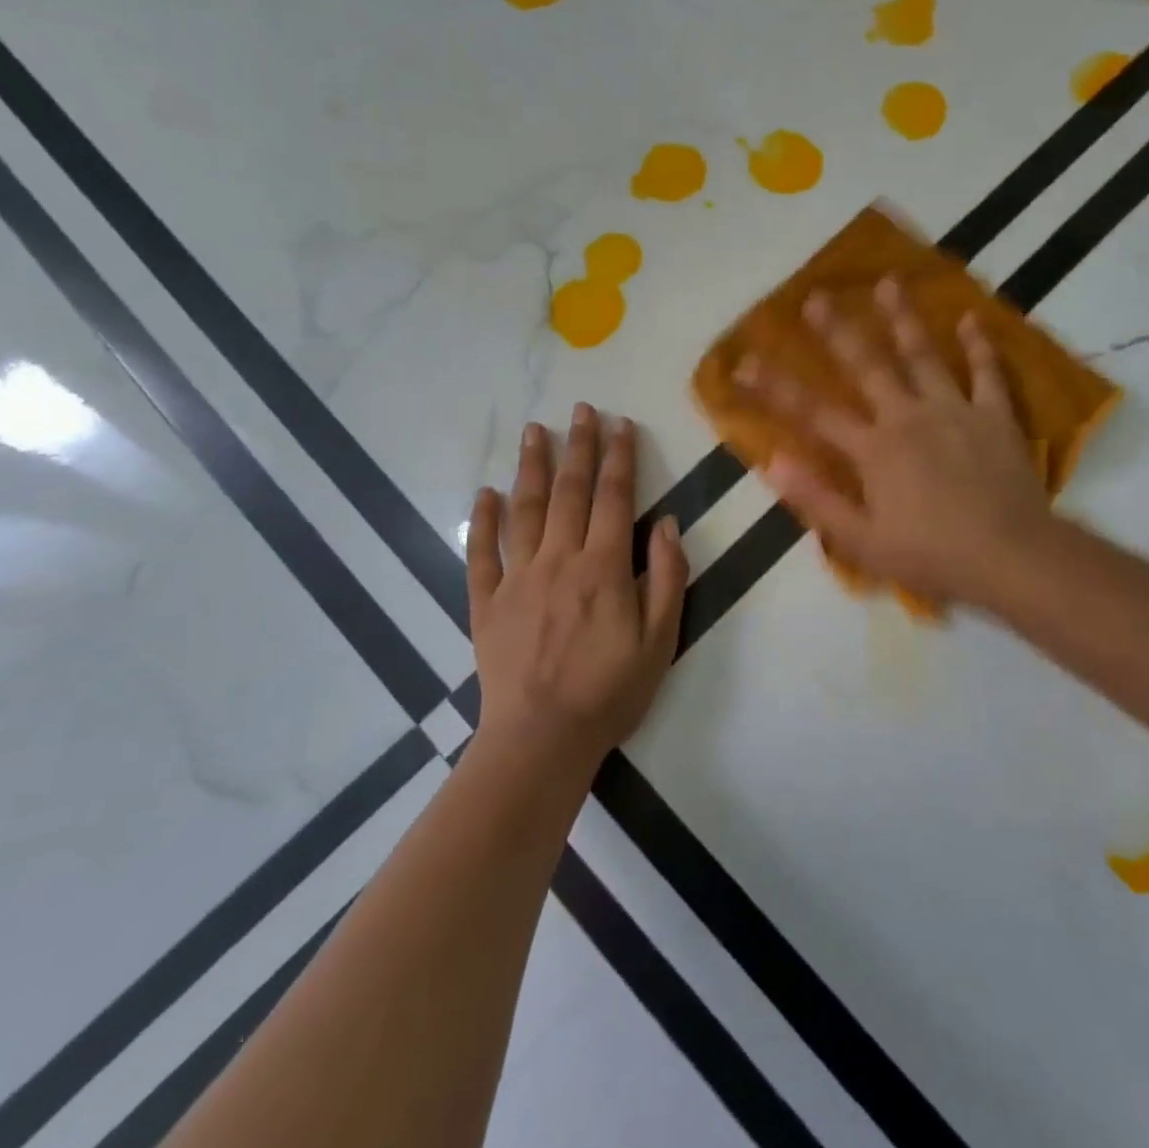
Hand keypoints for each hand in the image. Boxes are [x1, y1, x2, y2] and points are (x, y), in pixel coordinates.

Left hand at [467, 405, 688, 767]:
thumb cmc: (610, 692)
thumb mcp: (660, 640)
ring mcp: (517, 578)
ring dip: (531, 467)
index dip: (618, 457)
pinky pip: (481, 552)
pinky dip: (483, 520)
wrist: (542, 738)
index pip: (613, 498)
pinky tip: (485, 493)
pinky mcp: (486, 602)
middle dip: (578, 447)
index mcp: (603, 567)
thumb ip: (667, 577)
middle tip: (580, 409)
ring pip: (524, 510)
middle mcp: (559, 560)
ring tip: (535, 430)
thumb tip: (667, 523)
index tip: (619, 424)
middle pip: (569, 492)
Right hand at [736, 279, 1053, 609]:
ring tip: (888, 282)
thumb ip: (817, 499)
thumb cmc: (932, 556)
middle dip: (837, 331)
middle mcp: (908, 417)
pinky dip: (980, 346)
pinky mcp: (995, 417)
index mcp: (874, 450)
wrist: (1011, 557)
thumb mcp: (862, 541)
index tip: (744, 362)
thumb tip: (773, 461)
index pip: (813, 412)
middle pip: (867, 366)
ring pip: (924, 355)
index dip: (774, 388)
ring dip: (903, 318)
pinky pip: (987, 374)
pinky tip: (971, 318)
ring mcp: (955, 411)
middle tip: (816, 296)